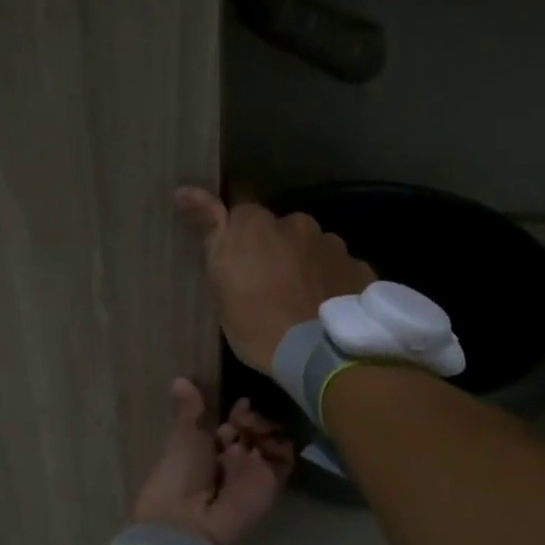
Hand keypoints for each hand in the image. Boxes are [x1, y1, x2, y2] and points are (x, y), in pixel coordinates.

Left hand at [132, 378, 294, 544]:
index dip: (238, 412)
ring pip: (271, 441)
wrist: (187, 521)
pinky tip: (266, 439)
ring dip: (266, 428)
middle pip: (253, 431)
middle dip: (252, 418)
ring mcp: (253, 472)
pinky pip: (284, 460)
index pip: (232, 424)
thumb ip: (190, 409)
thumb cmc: (179, 475)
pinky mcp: (271, 485)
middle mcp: (232, 461)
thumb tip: (179, 379)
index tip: (240, 403)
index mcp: (207, 450)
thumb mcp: (184, 436)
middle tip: (243, 418)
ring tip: (252, 428)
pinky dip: (281, 446)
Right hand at [175, 188, 374, 370]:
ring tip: (303, 301)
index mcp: (257, 225)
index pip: (242, 212)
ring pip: (314, 248)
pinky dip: (333, 282)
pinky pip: (341, 270)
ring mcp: (333, 245)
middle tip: (271, 286)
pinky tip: (328, 308)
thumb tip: (184, 189)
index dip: (240, 234)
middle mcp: (298, 223)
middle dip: (278, 249)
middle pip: (282, 230)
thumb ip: (208, 230)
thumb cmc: (256, 323)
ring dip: (307, 265)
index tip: (239, 259)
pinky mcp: (360, 268)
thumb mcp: (219, 283)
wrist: (318, 355)